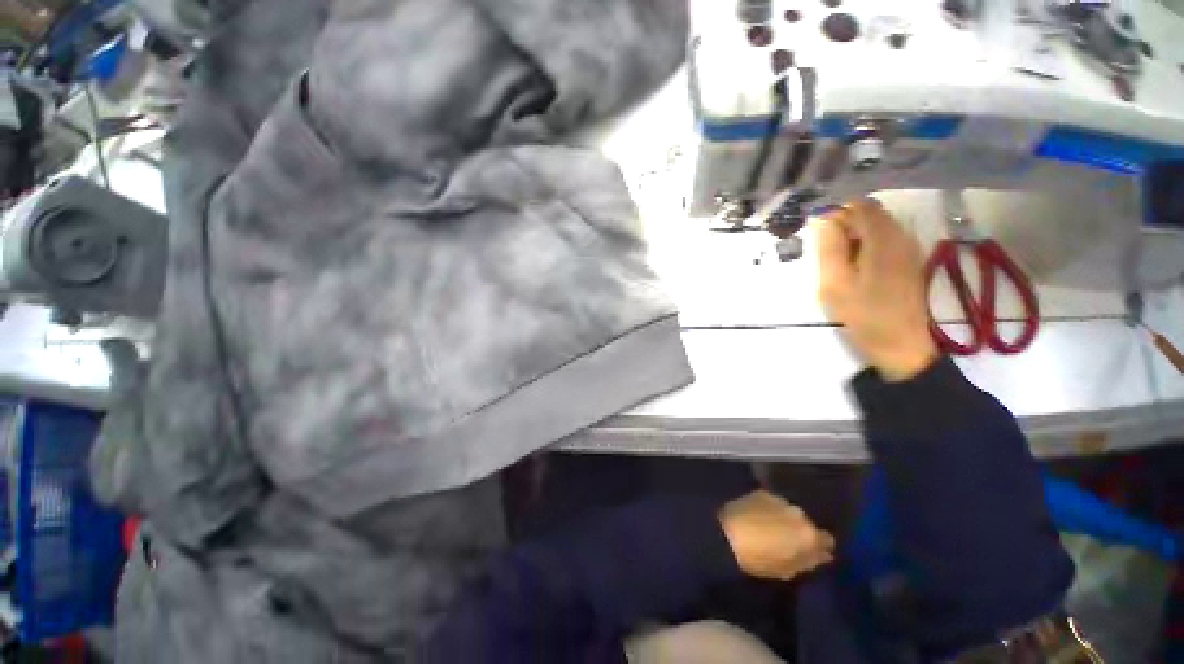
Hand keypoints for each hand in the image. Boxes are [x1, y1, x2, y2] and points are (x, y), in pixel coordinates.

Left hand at [718, 490, 834, 581]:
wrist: (728, 534)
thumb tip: (823, 555)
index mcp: (809, 535)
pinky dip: (770, 509)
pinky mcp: (762, 492)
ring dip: (785, 518)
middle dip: (800, 531)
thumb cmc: (759, 559)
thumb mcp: (788, 570)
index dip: (819, 547)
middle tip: (786, 540)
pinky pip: (773, 503)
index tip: (810, 552)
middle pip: (807, 523)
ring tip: (770, 527)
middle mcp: (799, 513)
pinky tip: (758, 517)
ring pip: (790, 512)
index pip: (827, 540)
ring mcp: (780, 500)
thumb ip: (809, 561)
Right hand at [817, 198, 937, 381]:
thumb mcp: (835, 284)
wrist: (903, 347)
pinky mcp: (910, 264)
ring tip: (838, 262)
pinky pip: (886, 242)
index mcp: (883, 240)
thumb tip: (825, 221)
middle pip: (871, 215)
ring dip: (855, 237)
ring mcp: (909, 250)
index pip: (860, 207)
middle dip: (845, 225)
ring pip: (879, 228)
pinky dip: (867, 246)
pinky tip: (855, 269)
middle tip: (826, 251)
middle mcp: (901, 237)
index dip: (836, 213)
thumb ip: (829, 249)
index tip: (818, 233)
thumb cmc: (864, 315)